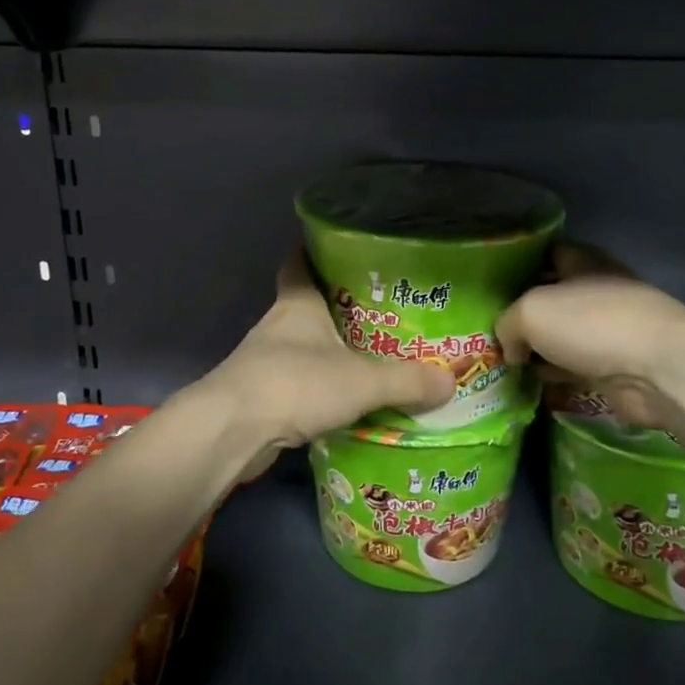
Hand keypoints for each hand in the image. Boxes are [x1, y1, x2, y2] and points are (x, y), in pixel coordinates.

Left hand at [199, 252, 454, 478]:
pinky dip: (321, 388)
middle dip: (339, 309)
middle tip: (381, 312)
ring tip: (372, 358)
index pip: (300, 262)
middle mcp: (278, 325)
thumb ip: (407, 380)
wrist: (233, 432)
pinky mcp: (262, 396)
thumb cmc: (296, 383)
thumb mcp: (362, 381)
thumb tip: (451, 381)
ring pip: (304, 347)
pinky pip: (300, 383)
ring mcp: (265, 361)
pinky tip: (347, 401)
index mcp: (297, 303)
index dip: (317, 253)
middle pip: (308, 306)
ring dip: (330, 352)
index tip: (345, 252)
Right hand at [496, 245, 684, 432]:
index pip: (545, 253)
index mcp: (582, 262)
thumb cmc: (593, 323)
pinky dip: (554, 376)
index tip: (489, 282)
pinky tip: (527, 385)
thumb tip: (510, 348)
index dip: (517, 264)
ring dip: (537, 349)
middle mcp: (596, 291)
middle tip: (486, 328)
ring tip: (499, 361)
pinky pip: (574, 368)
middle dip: (523, 312)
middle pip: (551, 297)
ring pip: (561, 336)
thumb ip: (507, 324)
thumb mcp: (531, 311)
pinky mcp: (615, 368)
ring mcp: (608, 331)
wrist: (659, 370)